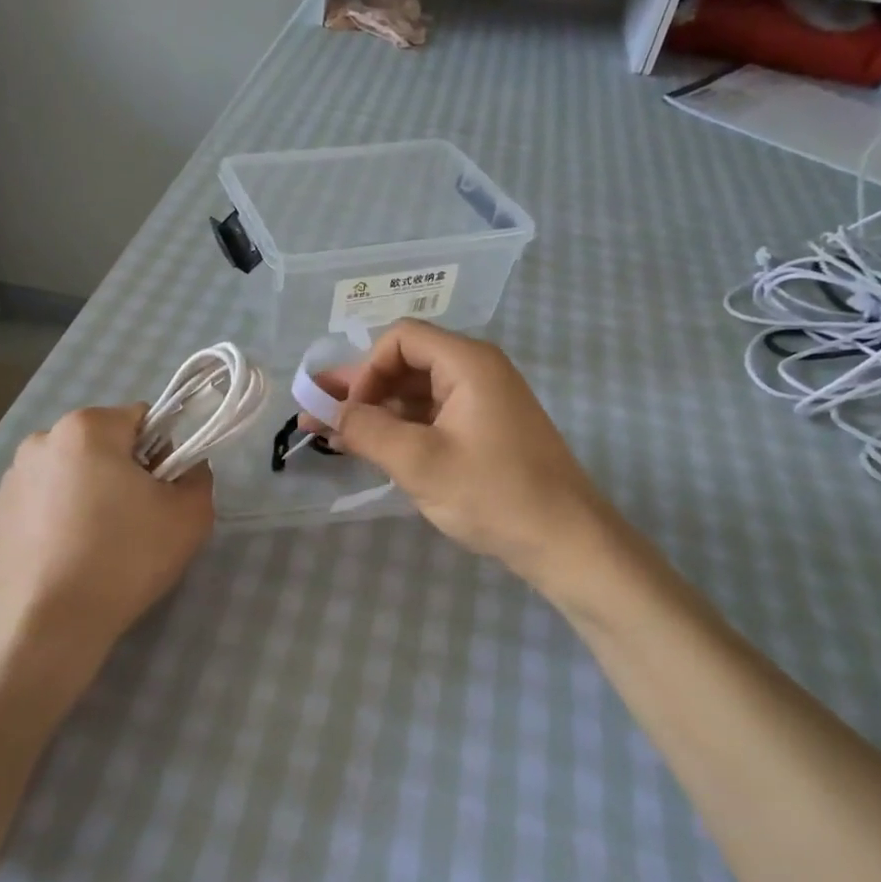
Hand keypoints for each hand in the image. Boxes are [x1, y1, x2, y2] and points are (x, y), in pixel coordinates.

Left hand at [0, 405, 213, 675]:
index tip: (161, 492)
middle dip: (120, 471)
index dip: (161, 452)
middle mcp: (40, 440)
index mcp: (87, 428)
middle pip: (101, 444)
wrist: (50, 625)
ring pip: (68, 473)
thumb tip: (186, 467)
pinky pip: (39, 502)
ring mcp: (11, 478)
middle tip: (133, 521)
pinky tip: (65, 556)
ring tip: (95, 544)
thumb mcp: (190, 517)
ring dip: (85, 492)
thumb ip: (198, 476)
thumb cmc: (125, 559)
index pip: (140, 419)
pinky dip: (55, 518)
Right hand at [306, 322, 618, 589]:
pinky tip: (370, 449)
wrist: (566, 542)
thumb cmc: (493, 494)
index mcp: (467, 363)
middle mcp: (476, 372)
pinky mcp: (484, 431)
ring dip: (375, 412)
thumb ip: (367, 430)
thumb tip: (328, 413)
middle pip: (406, 363)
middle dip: (359, 389)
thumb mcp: (419, 462)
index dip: (366, 369)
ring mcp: (482, 402)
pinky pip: (432, 416)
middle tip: (314, 413)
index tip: (349, 412)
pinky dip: (399, 429)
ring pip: (415, 393)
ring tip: (332, 436)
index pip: (401, 339)